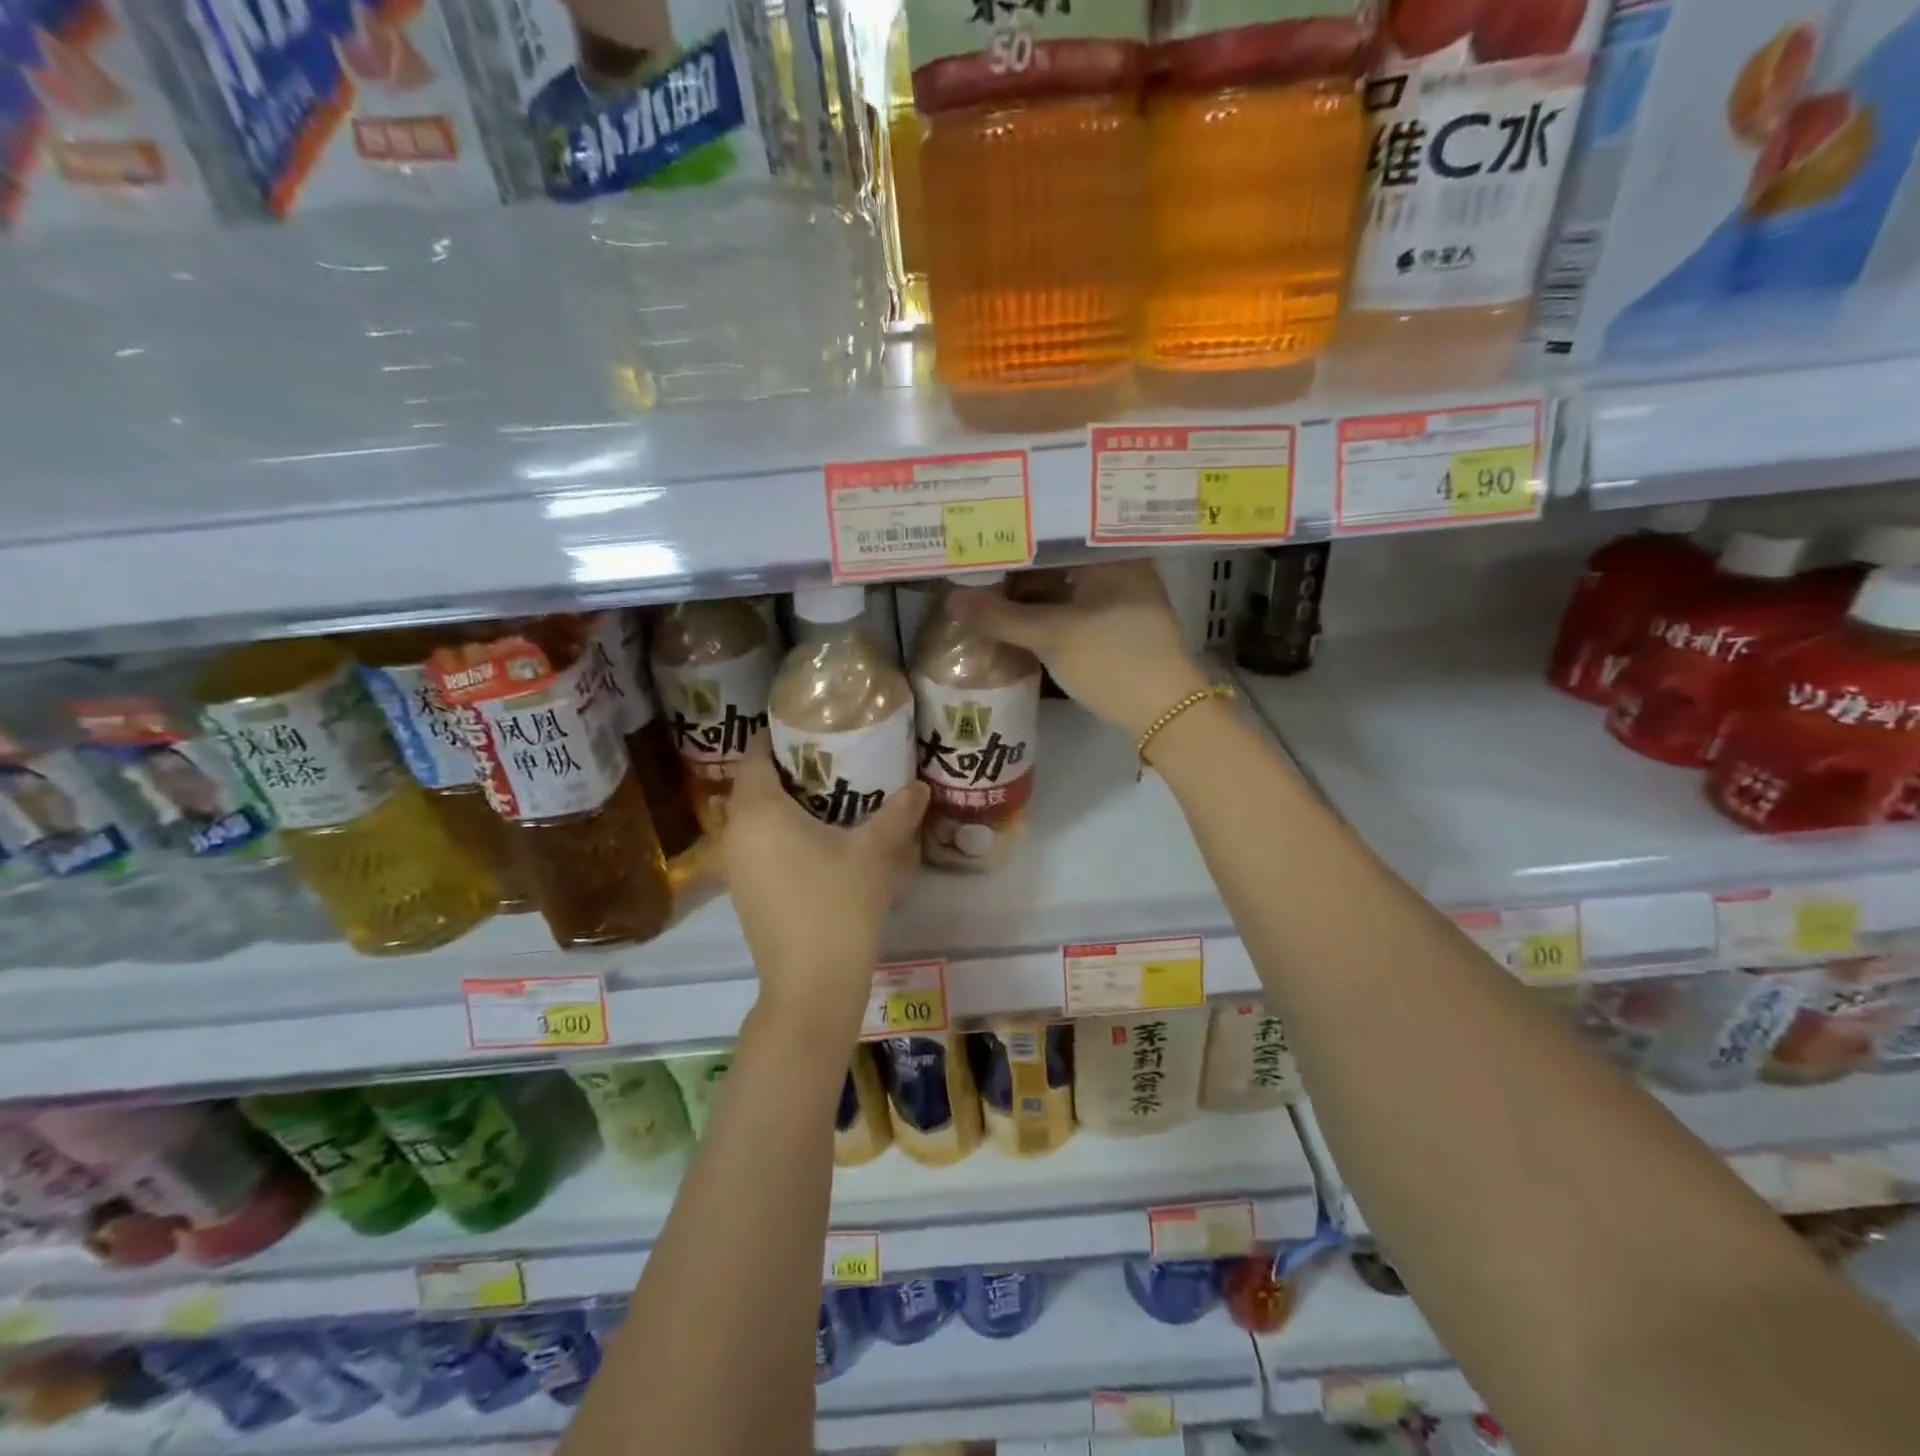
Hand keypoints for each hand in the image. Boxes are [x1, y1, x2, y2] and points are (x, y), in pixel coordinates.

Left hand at [722, 735, 928, 1041]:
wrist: (811, 985)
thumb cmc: (837, 905)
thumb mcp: (873, 853)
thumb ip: (897, 813)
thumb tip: (920, 787)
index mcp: (759, 812)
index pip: (755, 757)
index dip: (778, 737)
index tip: (811, 728)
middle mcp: (737, 834)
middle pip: (754, 786)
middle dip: (788, 770)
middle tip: (830, 758)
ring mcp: (736, 868)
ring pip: (755, 819)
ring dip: (785, 805)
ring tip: (829, 795)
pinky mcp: (746, 893)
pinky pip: (759, 845)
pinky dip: (781, 833)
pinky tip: (818, 840)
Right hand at [950, 561, 1212, 738]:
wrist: (1166, 712)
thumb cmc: (1112, 660)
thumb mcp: (1052, 636)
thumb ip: (1001, 616)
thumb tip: (952, 598)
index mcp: (1112, 554)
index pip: (1056, 531)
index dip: (1017, 536)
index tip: (981, 538)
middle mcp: (1121, 567)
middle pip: (1059, 559)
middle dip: (1019, 568)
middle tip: (976, 567)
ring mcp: (1121, 597)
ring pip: (1066, 585)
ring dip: (1032, 593)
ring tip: (988, 592)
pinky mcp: (1118, 625)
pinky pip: (1075, 606)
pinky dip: (1048, 611)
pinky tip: (1018, 616)